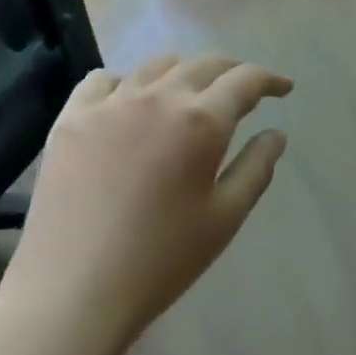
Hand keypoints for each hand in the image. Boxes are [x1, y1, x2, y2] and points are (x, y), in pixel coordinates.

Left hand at [0, 54, 292, 354]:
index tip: (282, 88)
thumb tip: (276, 133)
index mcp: (201, 121)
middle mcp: (157, 96)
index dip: (269, 79)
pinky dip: (126, 83)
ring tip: (187, 95)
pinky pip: (102, 80)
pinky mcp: (72, 117)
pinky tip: (127, 103)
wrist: (73, 291)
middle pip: (203, 63)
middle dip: (231, 71)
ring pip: (155, 66)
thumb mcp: (224, 219)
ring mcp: (110, 102)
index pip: (244, 80)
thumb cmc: (161, 261)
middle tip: (242, 90)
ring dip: (182, 73)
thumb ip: (256, 168)